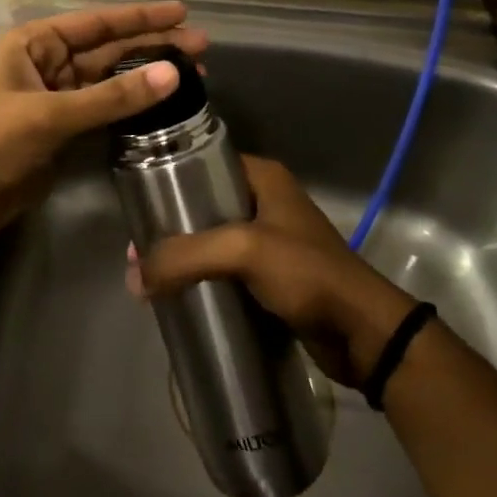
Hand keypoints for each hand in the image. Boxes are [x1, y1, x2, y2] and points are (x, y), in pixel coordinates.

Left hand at [0, 1, 206, 251]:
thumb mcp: (49, 114)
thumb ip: (112, 97)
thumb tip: (172, 74)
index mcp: (35, 43)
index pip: (97, 23)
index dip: (141, 18)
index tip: (182, 14)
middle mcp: (47, 64)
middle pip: (109, 51)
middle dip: (153, 48)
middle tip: (202, 48)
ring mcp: (56, 100)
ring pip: (110, 83)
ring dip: (148, 80)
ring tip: (195, 76)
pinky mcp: (63, 132)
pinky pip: (104, 112)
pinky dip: (132, 110)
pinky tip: (164, 107)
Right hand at [132, 155, 415, 385]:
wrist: (363, 333)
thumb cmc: (308, 274)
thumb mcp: (244, 251)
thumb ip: (186, 257)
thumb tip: (134, 277)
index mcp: (263, 178)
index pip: (204, 162)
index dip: (168, 179)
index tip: (138, 203)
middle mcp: (264, 201)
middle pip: (203, 204)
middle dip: (170, 227)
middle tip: (135, 250)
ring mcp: (268, 240)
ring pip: (211, 240)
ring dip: (183, 256)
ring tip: (146, 275)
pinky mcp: (269, 276)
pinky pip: (224, 269)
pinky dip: (201, 278)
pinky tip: (176, 293)